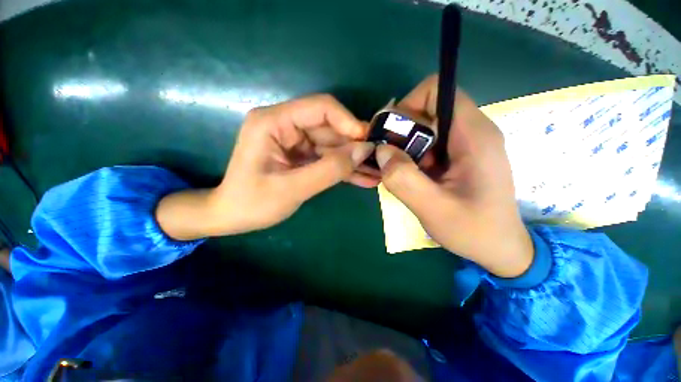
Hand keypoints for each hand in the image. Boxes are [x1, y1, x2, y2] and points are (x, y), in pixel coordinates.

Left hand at [157, 94, 374, 239]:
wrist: (232, 216)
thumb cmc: (253, 203)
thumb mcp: (292, 188)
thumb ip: (329, 169)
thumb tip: (363, 151)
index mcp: (274, 122)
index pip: (321, 108)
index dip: (348, 122)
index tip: (368, 141)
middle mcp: (286, 126)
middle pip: (331, 129)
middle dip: (355, 147)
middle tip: (379, 162)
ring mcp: (296, 142)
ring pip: (333, 146)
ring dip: (353, 161)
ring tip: (376, 173)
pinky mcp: (302, 156)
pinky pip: (327, 159)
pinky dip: (344, 169)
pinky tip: (363, 179)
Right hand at [375, 75, 532, 277]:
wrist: (501, 249)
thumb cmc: (473, 231)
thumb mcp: (432, 208)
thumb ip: (403, 178)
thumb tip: (381, 151)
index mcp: (472, 135)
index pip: (436, 90)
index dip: (408, 106)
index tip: (392, 136)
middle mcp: (472, 131)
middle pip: (427, 110)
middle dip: (402, 133)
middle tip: (392, 162)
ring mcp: (467, 144)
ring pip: (426, 129)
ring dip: (407, 148)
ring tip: (404, 175)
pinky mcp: (461, 156)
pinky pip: (430, 145)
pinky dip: (414, 157)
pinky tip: (415, 178)